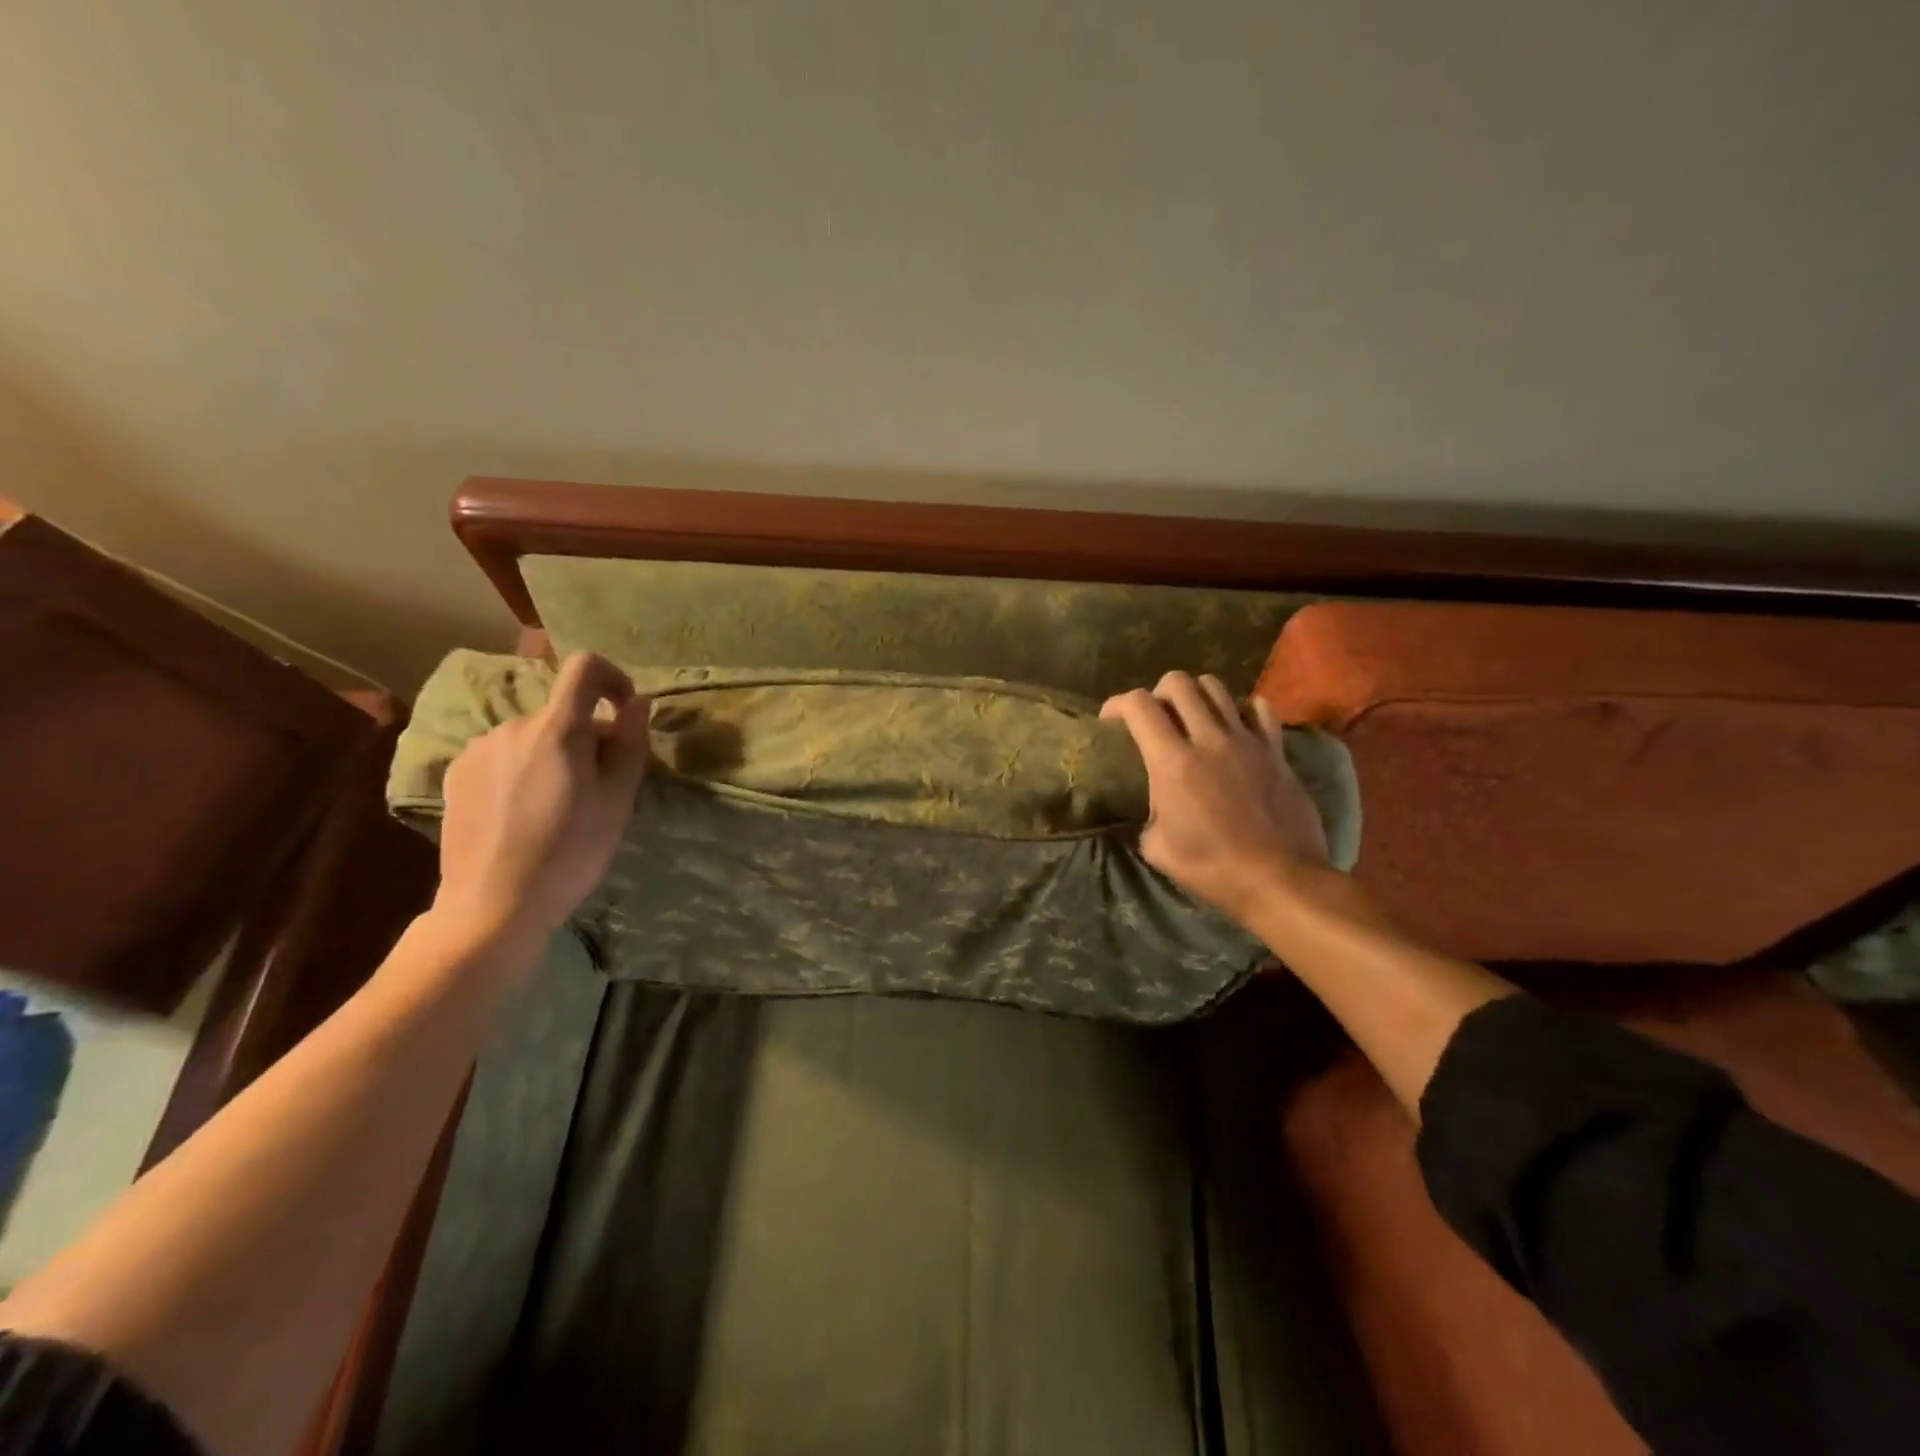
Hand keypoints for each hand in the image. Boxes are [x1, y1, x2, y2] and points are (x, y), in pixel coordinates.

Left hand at [434, 652, 651, 940]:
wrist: (494, 904)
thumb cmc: (571, 851)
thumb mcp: (618, 799)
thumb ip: (630, 742)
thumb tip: (636, 702)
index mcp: (556, 729)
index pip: (584, 668)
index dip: (612, 677)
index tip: (625, 709)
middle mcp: (512, 726)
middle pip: (563, 714)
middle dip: (587, 738)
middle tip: (598, 788)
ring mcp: (479, 749)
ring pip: (534, 738)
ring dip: (554, 756)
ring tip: (558, 807)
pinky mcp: (456, 774)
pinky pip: (504, 756)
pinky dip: (523, 771)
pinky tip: (523, 814)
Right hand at [1101, 672, 1329, 924]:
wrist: (1280, 879)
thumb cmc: (1212, 868)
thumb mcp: (1158, 849)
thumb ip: (1147, 817)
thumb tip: (1151, 810)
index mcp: (1173, 762)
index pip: (1138, 705)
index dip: (1117, 704)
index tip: (1110, 721)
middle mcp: (1209, 739)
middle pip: (1178, 682)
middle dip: (1158, 693)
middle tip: (1155, 718)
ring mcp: (1246, 741)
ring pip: (1217, 687)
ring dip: (1197, 695)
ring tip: (1192, 717)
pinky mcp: (1276, 751)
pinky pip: (1260, 709)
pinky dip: (1242, 709)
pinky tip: (1236, 727)